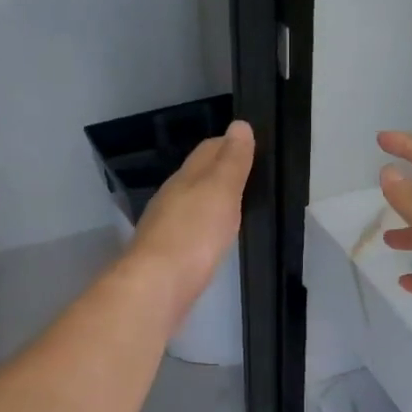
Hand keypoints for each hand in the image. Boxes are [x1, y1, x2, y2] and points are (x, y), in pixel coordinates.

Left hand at [126, 120, 255, 325]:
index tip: (254, 147)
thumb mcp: (220, 191)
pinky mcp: (168, 256)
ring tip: (237, 206)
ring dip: (211, 201)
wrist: (158, 286)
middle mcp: (171, 197)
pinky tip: (214, 238)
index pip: (208, 150)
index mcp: (185, 177)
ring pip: (192, 204)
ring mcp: (166, 227)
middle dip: (220, 172)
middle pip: (197, 176)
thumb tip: (240, 125)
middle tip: (250, 176)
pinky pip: (190, 232)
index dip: (230, 144)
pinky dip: (204, 228)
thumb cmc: (194, 234)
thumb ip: (232, 161)